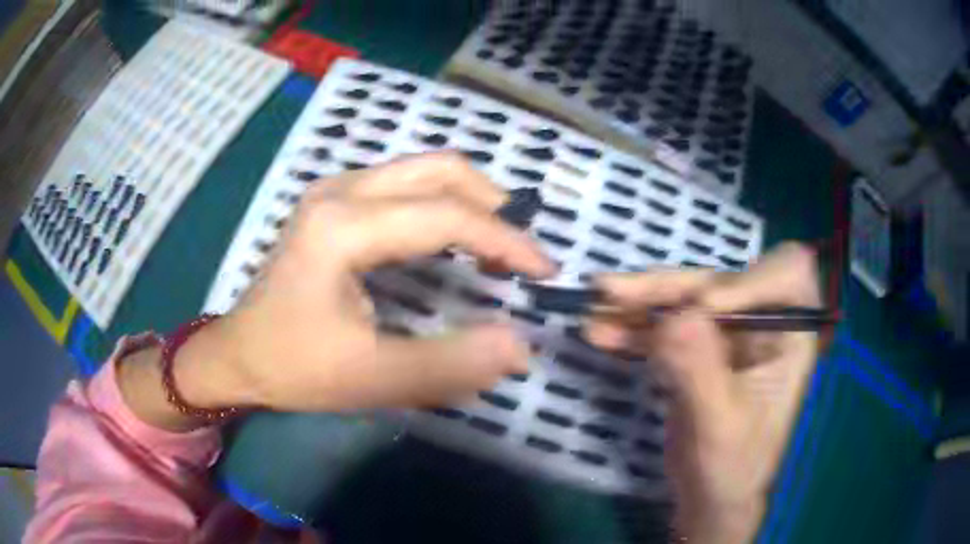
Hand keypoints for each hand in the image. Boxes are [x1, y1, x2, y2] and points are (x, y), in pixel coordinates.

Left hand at [180, 152, 555, 412]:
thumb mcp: (372, 379)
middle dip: (492, 206)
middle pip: (439, 170)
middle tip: (520, 254)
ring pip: (422, 170)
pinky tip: (452, 239)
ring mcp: (334, 189)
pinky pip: (403, 184)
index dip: (505, 240)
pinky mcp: (333, 201)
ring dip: (469, 201)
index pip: (445, 216)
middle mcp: (340, 190)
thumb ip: (449, 365)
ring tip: (495, 247)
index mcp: (343, 226)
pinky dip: (441, 204)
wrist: (239, 355)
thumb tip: (520, 346)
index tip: (543, 271)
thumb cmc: (295, 367)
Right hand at [585, 244, 820, 542]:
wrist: (708, 496)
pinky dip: (634, 327)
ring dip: (641, 302)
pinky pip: (666, 326)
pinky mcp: (698, 349)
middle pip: (721, 282)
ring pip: (686, 300)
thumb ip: (701, 372)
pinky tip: (601, 331)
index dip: (748, 281)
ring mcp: (728, 335)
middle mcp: (763, 324)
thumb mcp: (719, 425)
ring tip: (596, 305)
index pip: (787, 276)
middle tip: (614, 291)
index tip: (704, 305)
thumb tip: (675, 317)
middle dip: (670, 286)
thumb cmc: (731, 467)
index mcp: (790, 336)